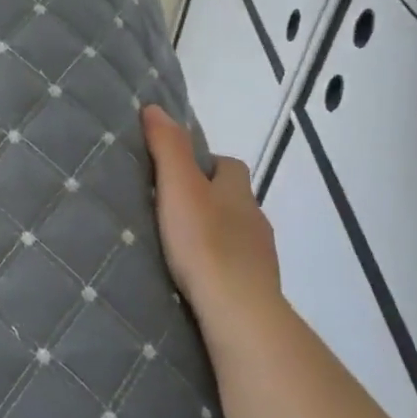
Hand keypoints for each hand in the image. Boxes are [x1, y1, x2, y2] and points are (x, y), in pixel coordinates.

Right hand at [141, 104, 282, 324]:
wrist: (238, 309)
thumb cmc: (205, 242)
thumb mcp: (179, 187)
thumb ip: (168, 148)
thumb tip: (156, 108)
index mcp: (238, 190)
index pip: (229, 165)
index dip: (206, 163)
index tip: (177, 173)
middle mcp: (255, 217)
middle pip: (234, 198)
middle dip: (209, 199)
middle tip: (172, 210)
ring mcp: (260, 254)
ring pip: (236, 233)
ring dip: (214, 233)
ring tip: (180, 246)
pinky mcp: (256, 286)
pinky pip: (236, 265)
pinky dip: (219, 264)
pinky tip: (197, 275)